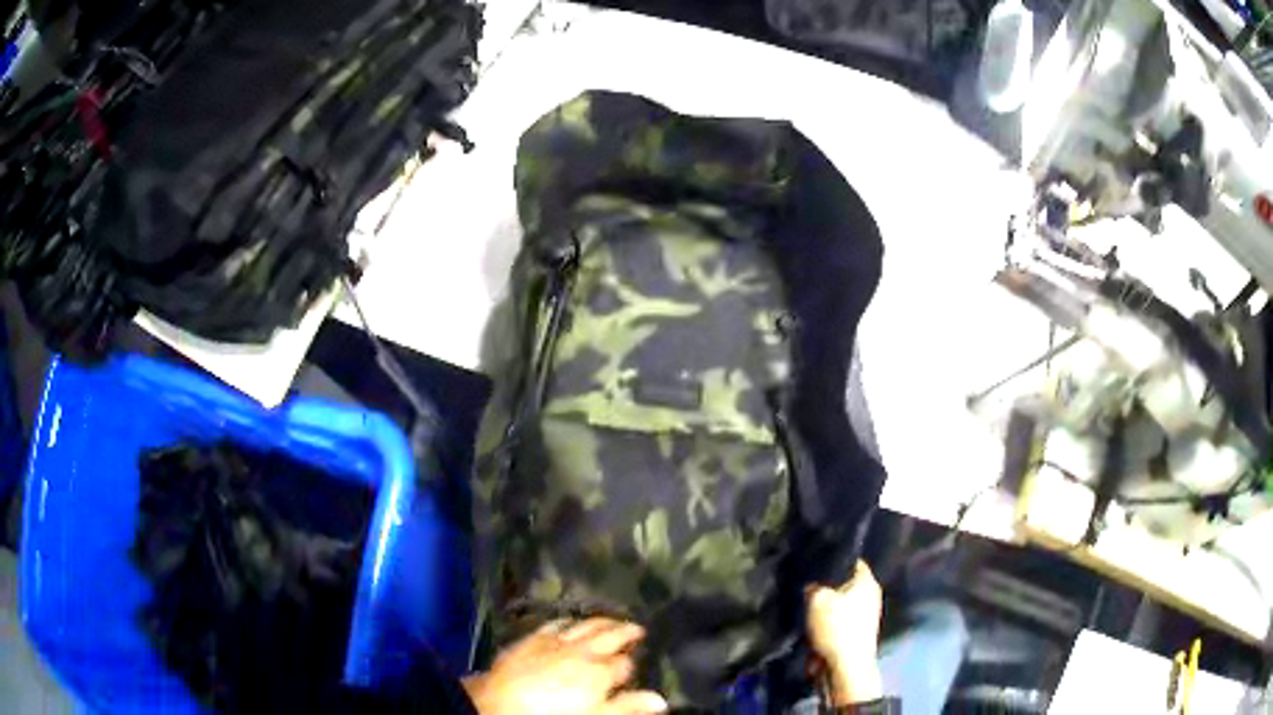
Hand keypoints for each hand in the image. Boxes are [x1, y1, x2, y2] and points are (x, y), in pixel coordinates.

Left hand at [462, 618, 667, 714]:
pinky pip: (555, 624)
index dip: (633, 662)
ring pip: (584, 625)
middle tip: (637, 627)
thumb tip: (660, 700)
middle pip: (608, 636)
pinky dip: (568, 620)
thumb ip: (626, 707)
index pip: (625, 663)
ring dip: (600, 621)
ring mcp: (554, 642)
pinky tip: (569, 621)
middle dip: (624, 631)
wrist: (497, 703)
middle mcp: (581, 651)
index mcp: (599, 672)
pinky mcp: (530, 639)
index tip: (641, 659)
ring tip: (611, 619)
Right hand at [806, 561, 884, 704]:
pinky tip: (814, 627)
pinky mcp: (858, 633)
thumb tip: (812, 585)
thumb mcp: (817, 599)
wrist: (846, 667)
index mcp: (867, 581)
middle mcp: (871, 595)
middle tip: (806, 588)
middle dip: (826, 587)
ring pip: (841, 604)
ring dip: (825, 608)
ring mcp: (866, 615)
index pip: (851, 561)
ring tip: (807, 609)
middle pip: (845, 584)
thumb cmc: (836, 627)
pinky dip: (828, 624)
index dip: (832, 562)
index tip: (814, 565)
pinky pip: (840, 621)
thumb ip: (813, 586)